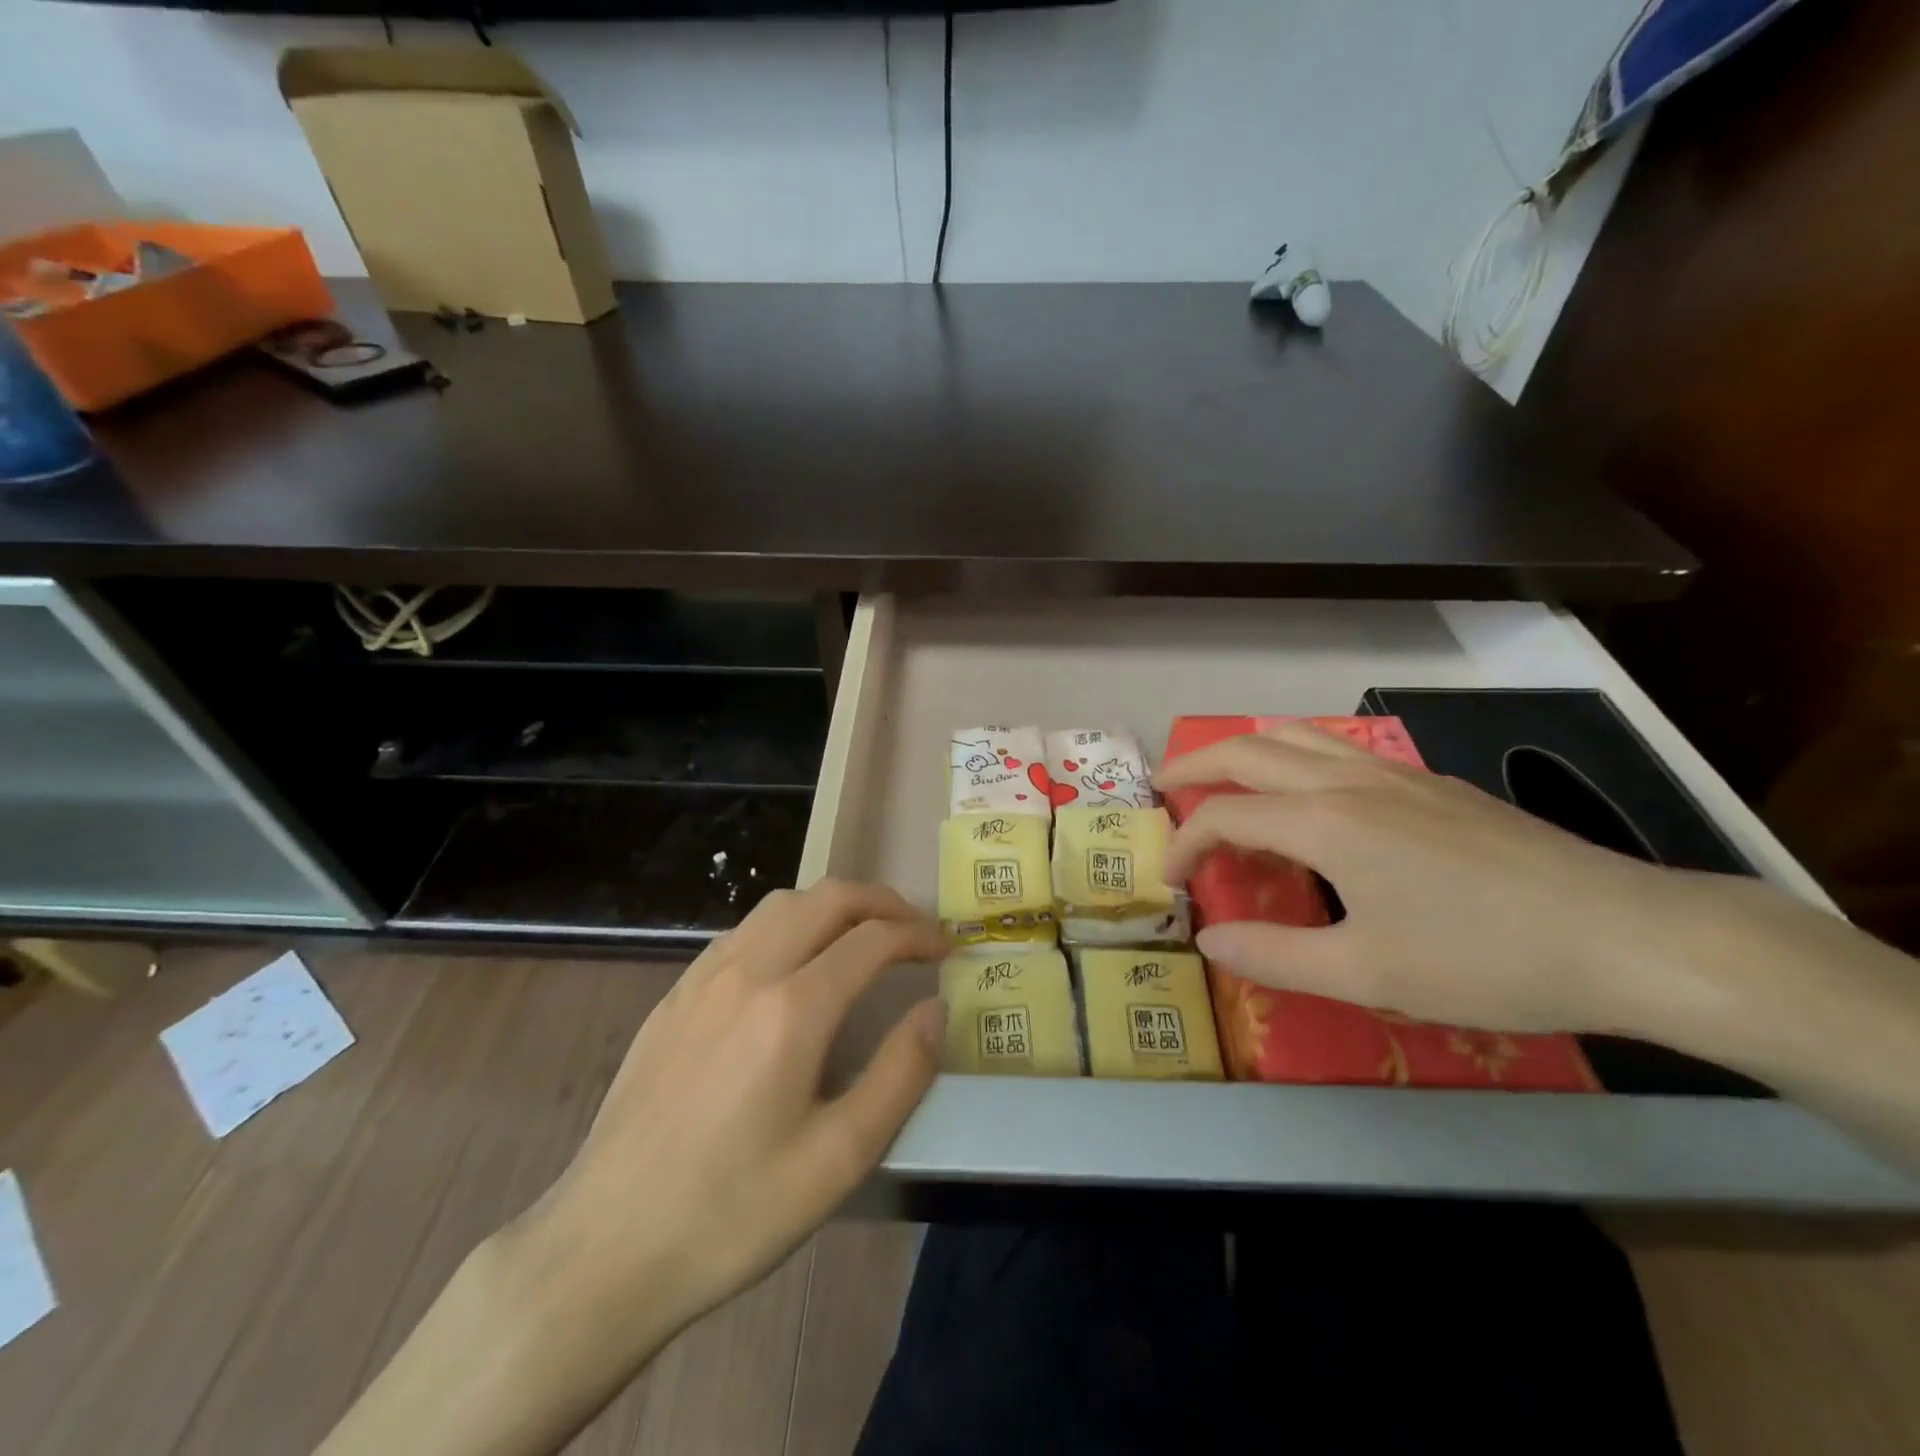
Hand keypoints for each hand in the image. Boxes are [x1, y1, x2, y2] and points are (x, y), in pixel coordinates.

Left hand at [507, 880, 946, 1347]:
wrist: (604, 1248)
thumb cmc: (732, 1212)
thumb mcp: (838, 1160)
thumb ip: (899, 1074)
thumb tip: (935, 1009)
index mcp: (792, 1009)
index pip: (872, 938)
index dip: (918, 935)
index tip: (945, 950)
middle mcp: (747, 972)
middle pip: (828, 898)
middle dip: (882, 902)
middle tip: (914, 930)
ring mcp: (703, 978)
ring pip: (781, 904)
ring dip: (833, 905)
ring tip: (861, 936)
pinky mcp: (674, 995)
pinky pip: (743, 931)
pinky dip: (788, 924)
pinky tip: (793, 964)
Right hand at [1156, 723, 1719, 1035]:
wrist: (1626, 935)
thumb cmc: (1485, 958)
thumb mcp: (1368, 973)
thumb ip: (1275, 955)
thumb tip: (1209, 939)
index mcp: (1325, 823)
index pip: (1225, 816)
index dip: (1185, 844)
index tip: (1172, 881)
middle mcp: (1350, 782)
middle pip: (1249, 750)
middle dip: (1195, 764)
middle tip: (1164, 788)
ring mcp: (1396, 774)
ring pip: (1297, 736)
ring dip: (1247, 751)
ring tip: (1226, 780)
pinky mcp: (1432, 784)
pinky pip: (1339, 749)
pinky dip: (1295, 757)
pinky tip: (1312, 798)